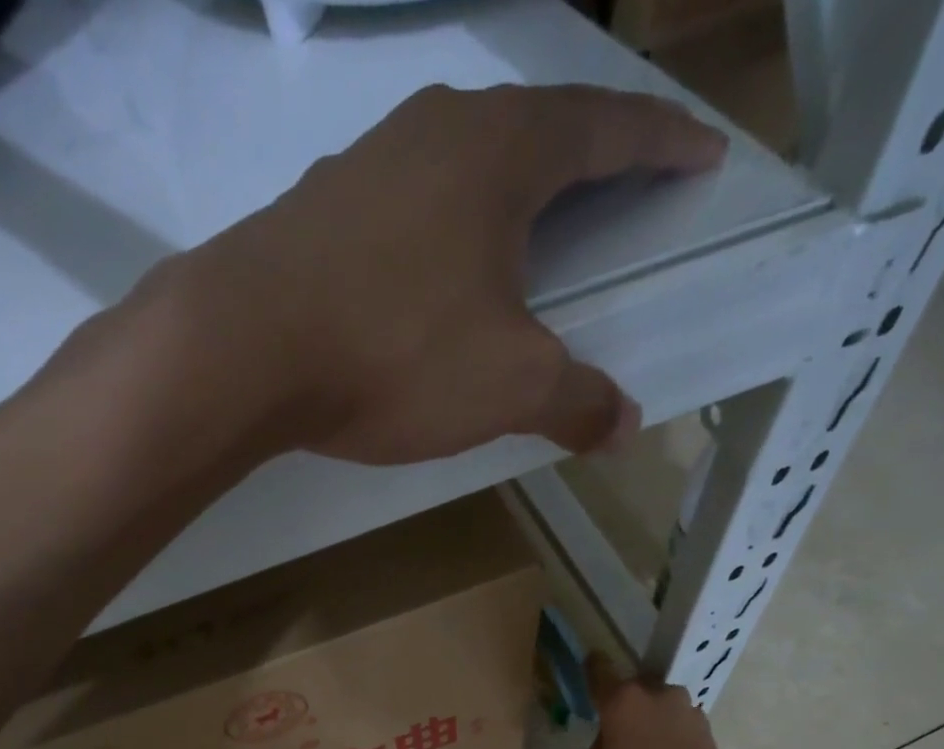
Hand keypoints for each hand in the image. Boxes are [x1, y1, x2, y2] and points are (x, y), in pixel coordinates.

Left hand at [165, 84, 724, 463]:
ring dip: (504, 190)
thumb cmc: (395, 353)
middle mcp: (437, 130)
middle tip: (617, 188)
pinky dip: (440, 227)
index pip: (607, 129)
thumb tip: (625, 426)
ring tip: (526, 228)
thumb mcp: (507, 385)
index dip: (661, 144)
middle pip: (534, 128)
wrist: (242, 349)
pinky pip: (405, 202)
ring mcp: (367, 160)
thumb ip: (574, 400)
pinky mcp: (318, 206)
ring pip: (461, 161)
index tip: (701, 154)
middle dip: (586, 158)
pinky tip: (432, 267)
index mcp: (503, 152)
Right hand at [576, 655, 748, 748]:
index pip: (600, 670)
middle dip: (625, 707)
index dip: (591, 671)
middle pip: (636, 690)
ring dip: (650, 724)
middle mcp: (661, 697)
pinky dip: (670, 740)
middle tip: (613, 735)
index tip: (585, 672)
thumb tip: (600, 745)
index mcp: (624, 702)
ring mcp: (691, 716)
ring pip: (662, 709)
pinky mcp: (711, 738)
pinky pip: (681, 729)